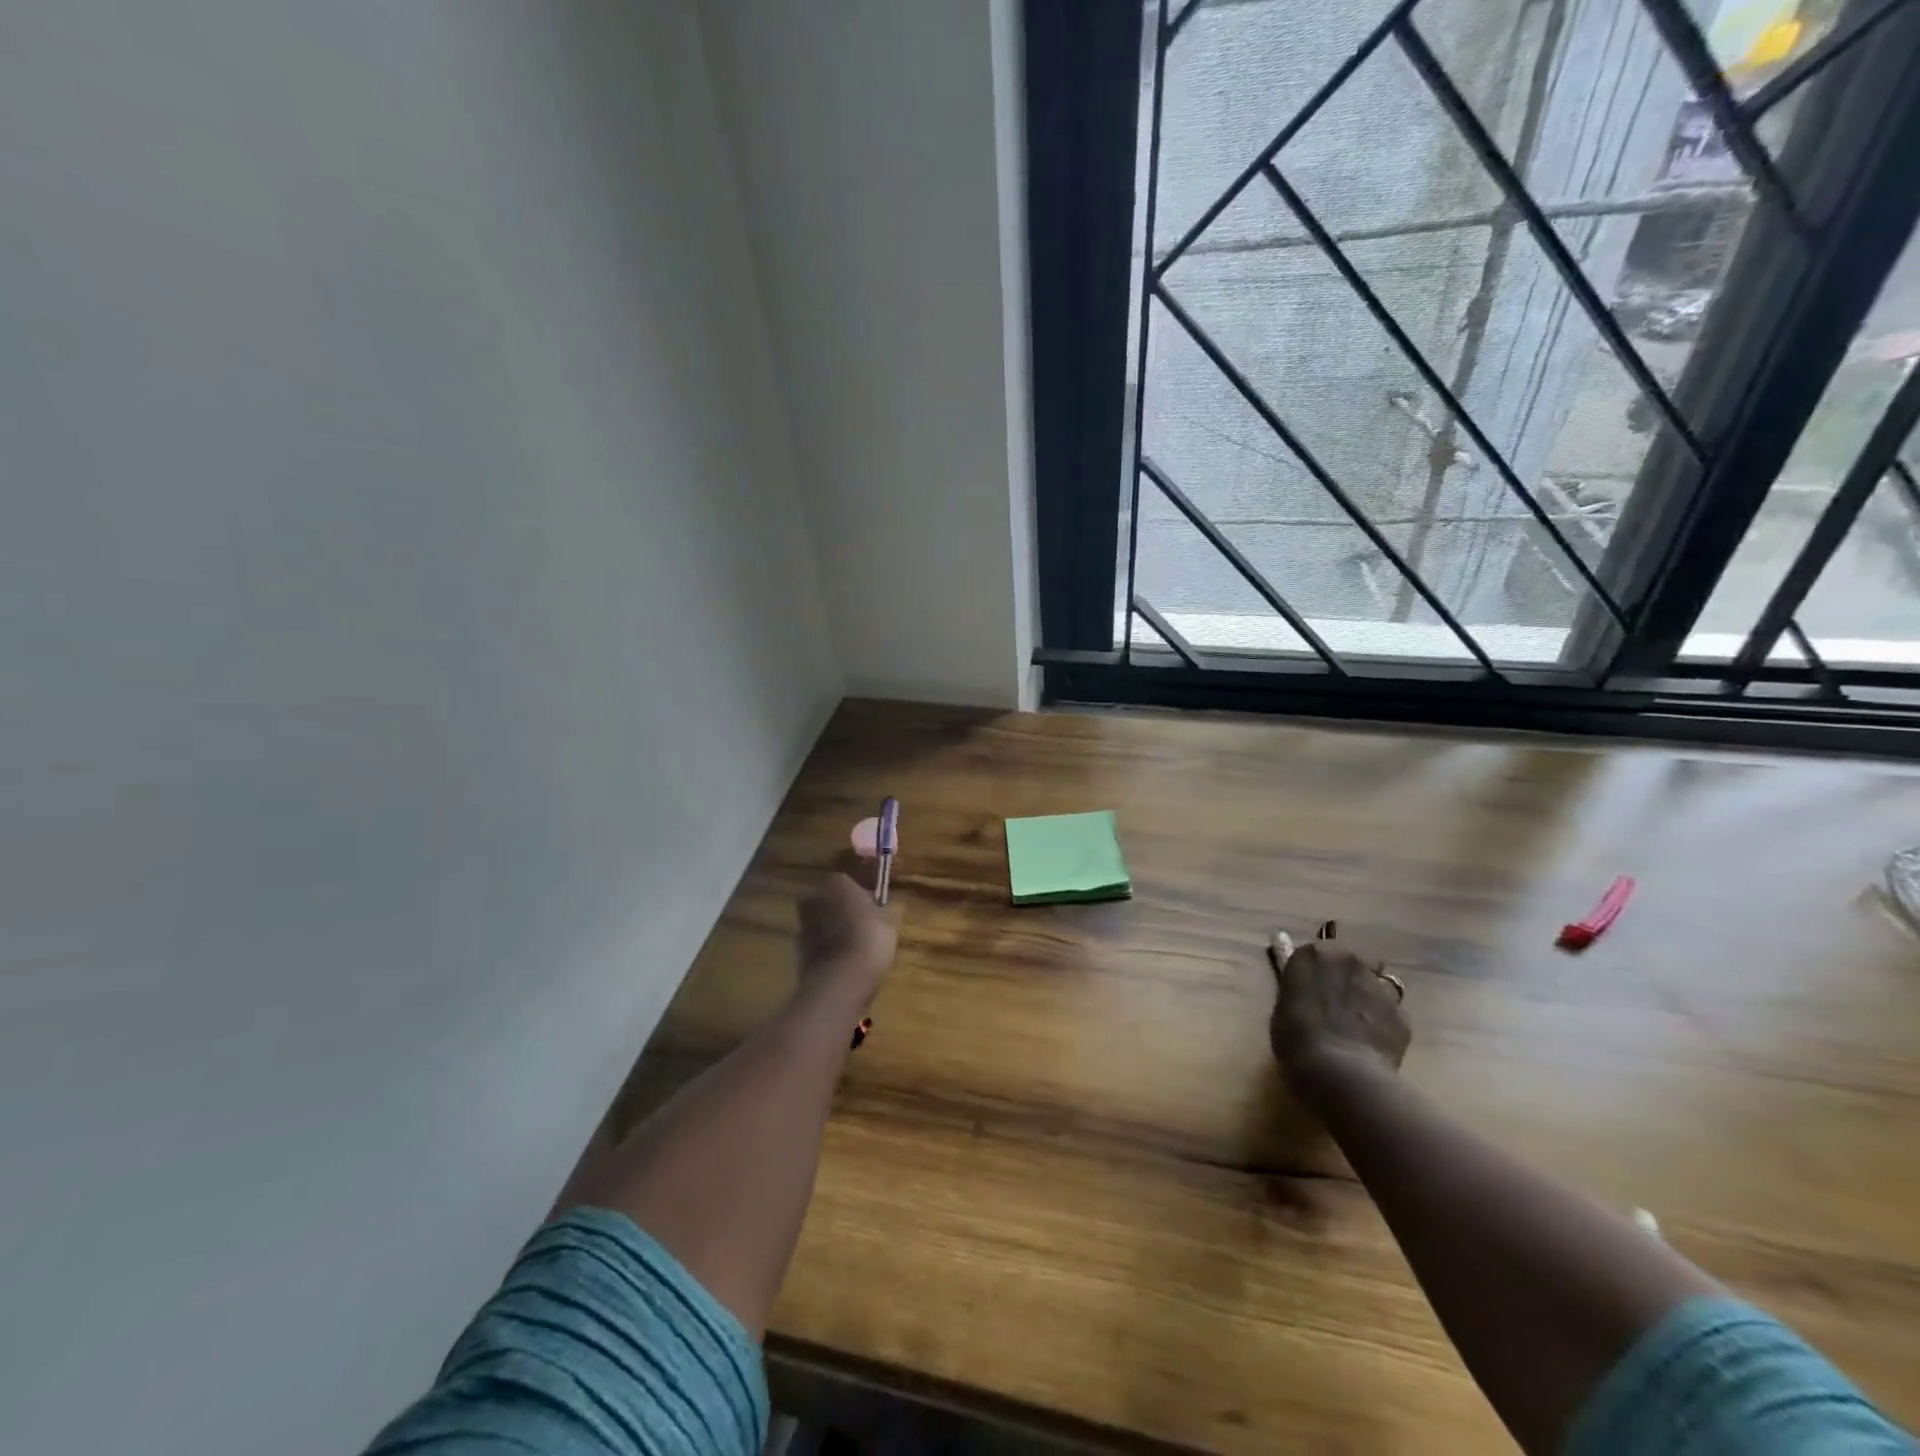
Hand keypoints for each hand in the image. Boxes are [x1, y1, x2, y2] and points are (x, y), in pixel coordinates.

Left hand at [797, 873, 896, 1005]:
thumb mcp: (889, 921)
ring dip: (835, 930)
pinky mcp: (797, 949)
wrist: (840, 979)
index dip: (864, 898)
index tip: (876, 912)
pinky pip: (818, 943)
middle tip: (865, 928)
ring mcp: (803, 923)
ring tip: (855, 948)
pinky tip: (844, 962)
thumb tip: (886, 907)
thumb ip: (885, 910)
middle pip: (833, 901)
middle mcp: (815, 897)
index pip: (852, 883)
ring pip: (823, 922)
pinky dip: (828, 949)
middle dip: (845, 912)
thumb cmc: (870, 939)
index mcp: (838, 882)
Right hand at [1267, 931, 1410, 1096]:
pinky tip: (1373, 1044)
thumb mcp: (1283, 1008)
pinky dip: (1383, 1023)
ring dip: (1368, 996)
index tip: (1310, 989)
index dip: (1314, 971)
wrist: (1341, 1073)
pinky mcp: (1403, 1014)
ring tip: (1357, 1024)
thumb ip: (1297, 989)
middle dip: (1346, 976)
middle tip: (1335, 1003)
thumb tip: (1300, 982)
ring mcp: (1380, 986)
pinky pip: (1391, 1013)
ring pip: (1376, 984)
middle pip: (1352, 961)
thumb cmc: (1296, 1038)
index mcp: (1314, 954)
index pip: (1315, 952)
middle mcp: (1350, 960)